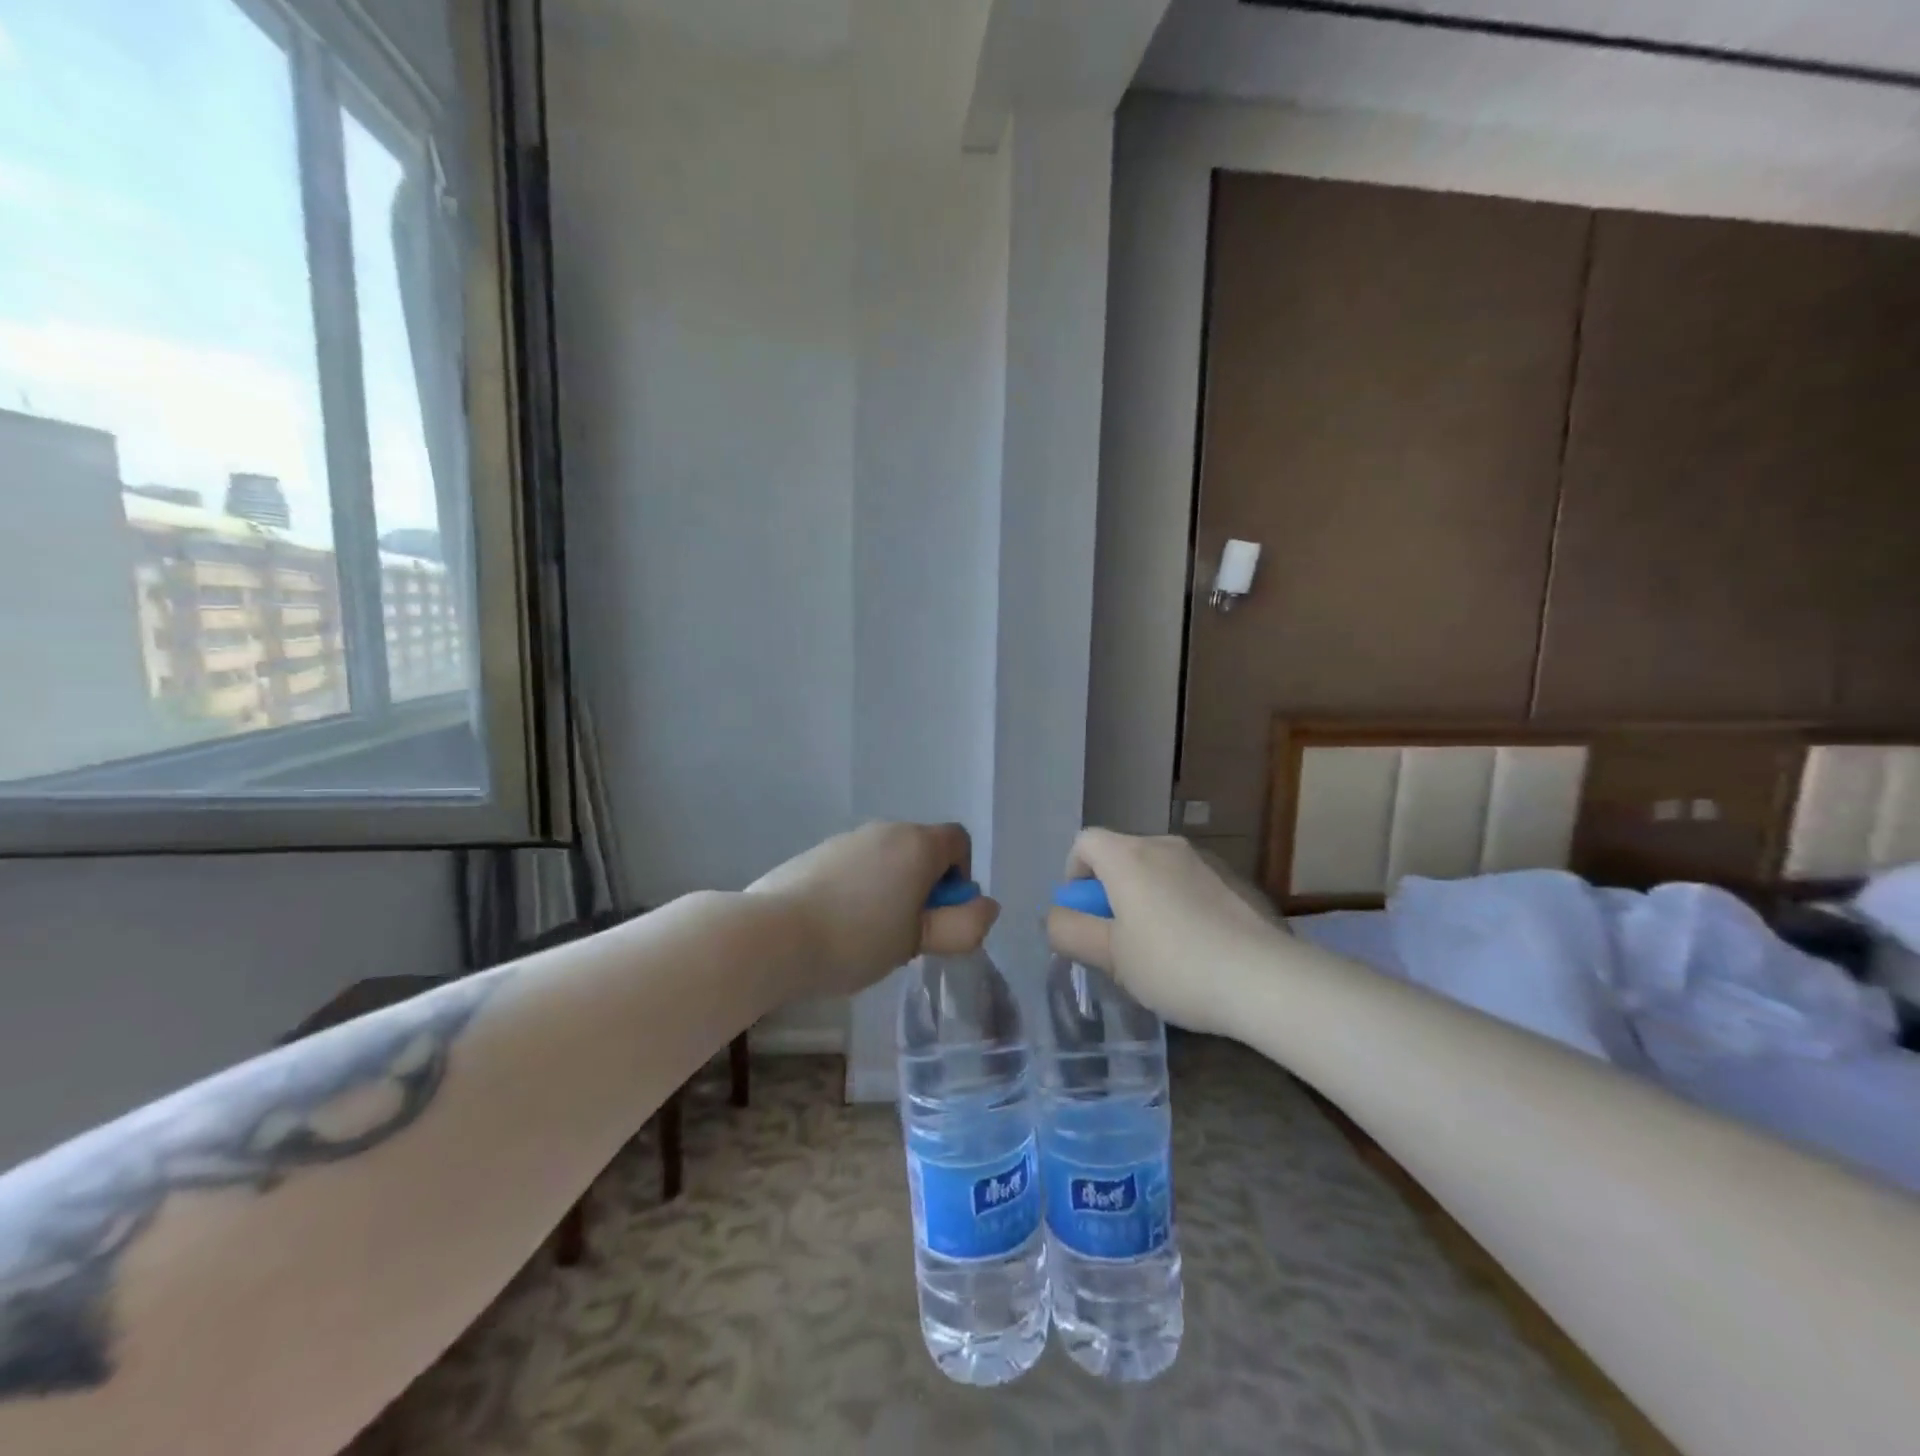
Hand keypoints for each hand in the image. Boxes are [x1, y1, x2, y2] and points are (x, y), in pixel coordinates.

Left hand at [748, 822, 1000, 1000]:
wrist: (772, 934)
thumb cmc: (856, 939)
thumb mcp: (917, 942)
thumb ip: (962, 926)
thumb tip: (986, 907)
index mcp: (917, 844)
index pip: (958, 841)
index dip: (960, 876)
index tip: (941, 914)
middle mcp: (885, 830)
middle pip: (921, 849)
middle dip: (924, 886)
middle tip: (907, 932)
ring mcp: (847, 838)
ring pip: (886, 859)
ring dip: (891, 888)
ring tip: (868, 935)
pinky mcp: (816, 852)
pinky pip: (854, 865)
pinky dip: (858, 888)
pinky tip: (836, 925)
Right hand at [1046, 830, 1286, 1035]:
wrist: (1266, 979)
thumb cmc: (1174, 964)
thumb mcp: (1110, 957)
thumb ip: (1071, 932)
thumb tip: (1056, 917)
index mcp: (1129, 856)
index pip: (1085, 842)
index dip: (1074, 874)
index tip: (1084, 914)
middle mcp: (1166, 846)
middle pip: (1123, 855)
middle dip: (1111, 891)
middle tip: (1118, 939)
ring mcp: (1206, 861)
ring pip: (1159, 871)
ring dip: (1147, 898)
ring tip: (1159, 949)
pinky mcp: (1236, 882)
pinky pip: (1191, 885)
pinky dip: (1181, 905)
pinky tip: (1197, 949)